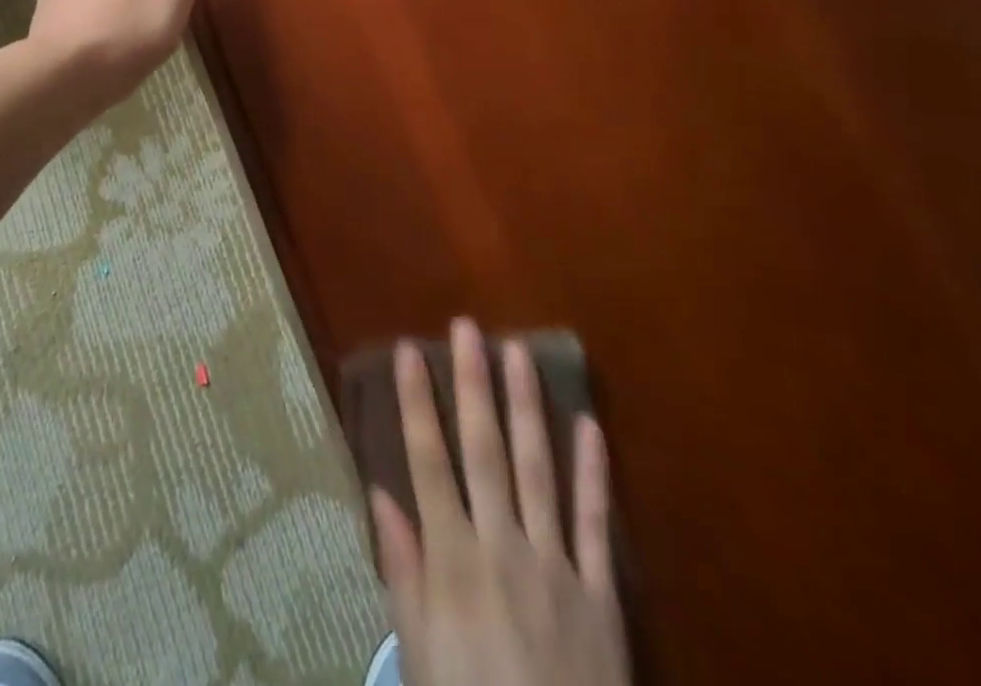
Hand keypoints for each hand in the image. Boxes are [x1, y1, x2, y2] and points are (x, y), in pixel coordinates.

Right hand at [373, 319, 629, 685]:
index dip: (417, 402)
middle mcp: (502, 546)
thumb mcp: (420, 653)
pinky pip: (594, 524)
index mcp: (454, 560)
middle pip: (484, 450)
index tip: (410, 350)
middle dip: (473, 384)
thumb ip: (403, 571)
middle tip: (468, 328)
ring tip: (519, 353)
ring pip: (538, 469)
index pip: (428, 461)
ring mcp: (555, 564)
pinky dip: (594, 474)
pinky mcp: (600, 593)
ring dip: (527, 407)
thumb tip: (380, 493)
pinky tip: (589, 425)